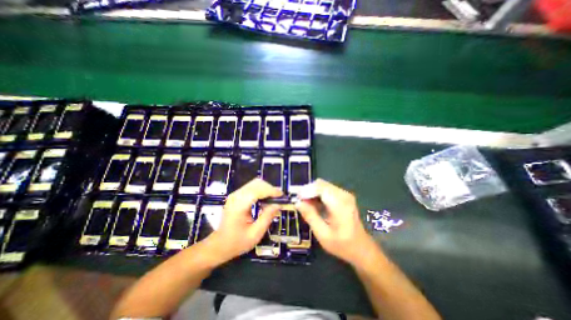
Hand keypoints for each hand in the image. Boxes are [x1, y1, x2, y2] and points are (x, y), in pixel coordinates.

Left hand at [205, 179, 281, 265]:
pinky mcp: (236, 196)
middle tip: (279, 199)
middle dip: (270, 189)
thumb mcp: (255, 234)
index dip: (271, 191)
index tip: (282, 196)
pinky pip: (251, 187)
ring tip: (273, 199)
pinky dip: (261, 191)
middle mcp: (236, 196)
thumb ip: (267, 217)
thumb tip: (278, 205)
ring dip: (266, 189)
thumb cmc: (236, 242)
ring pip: (255, 183)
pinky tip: (265, 200)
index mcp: (239, 205)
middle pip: (257, 183)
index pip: (257, 190)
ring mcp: (235, 194)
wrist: (219, 245)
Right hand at [294, 179, 377, 265]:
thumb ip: (310, 216)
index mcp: (340, 204)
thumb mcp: (323, 234)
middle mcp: (343, 195)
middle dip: (308, 190)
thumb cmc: (342, 244)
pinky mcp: (343, 196)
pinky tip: (314, 204)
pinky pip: (327, 189)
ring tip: (305, 204)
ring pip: (323, 185)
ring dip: (312, 192)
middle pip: (321, 184)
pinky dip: (318, 194)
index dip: (306, 190)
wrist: (361, 247)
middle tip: (299, 201)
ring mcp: (345, 194)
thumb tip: (297, 203)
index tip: (296, 198)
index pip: (320, 188)